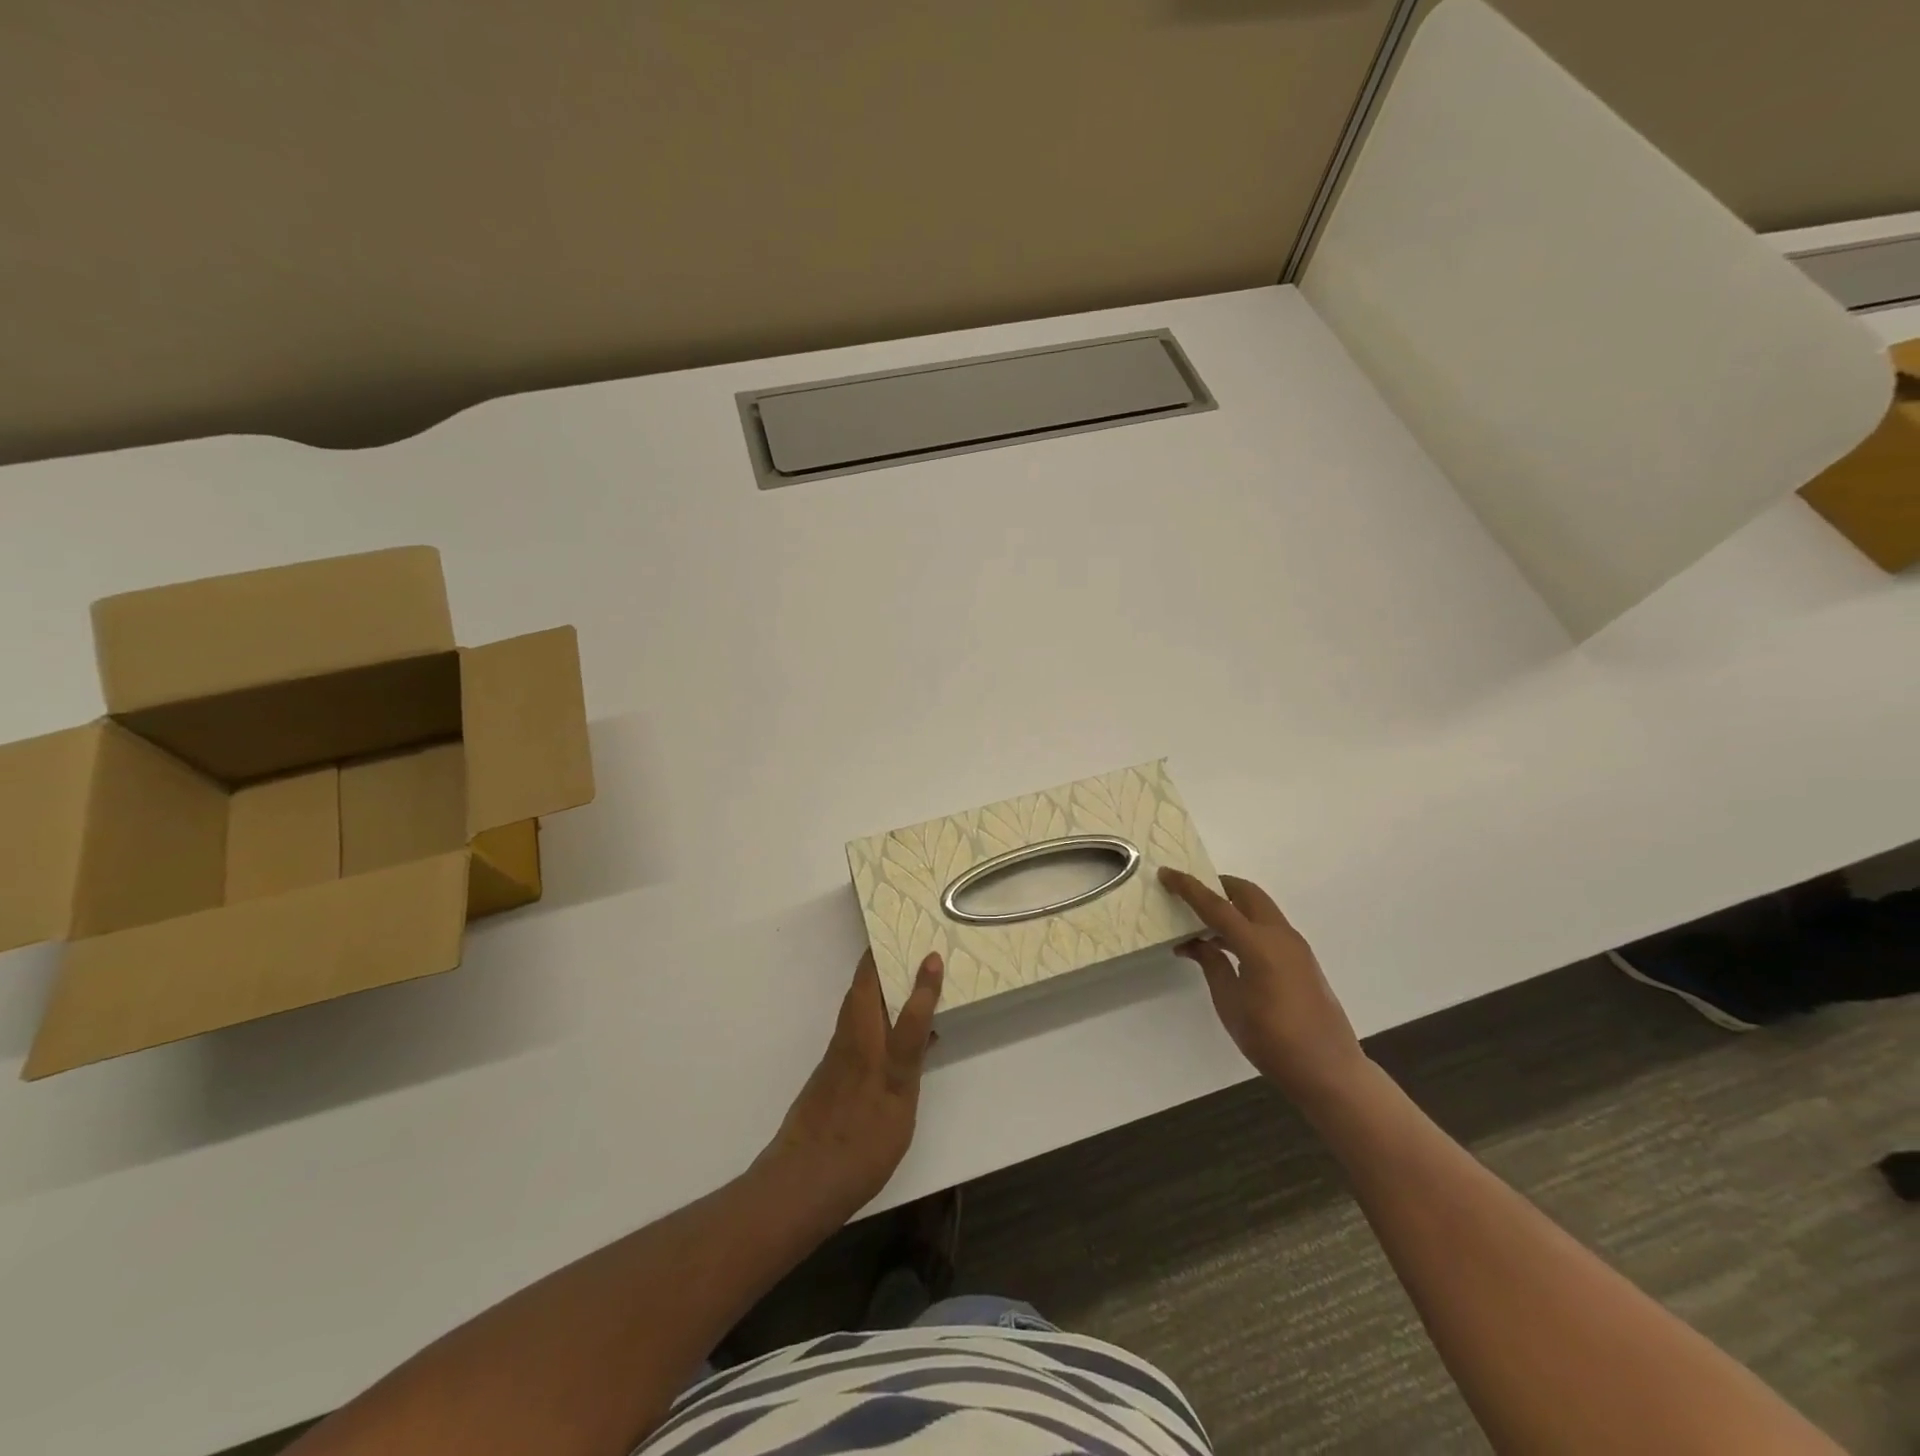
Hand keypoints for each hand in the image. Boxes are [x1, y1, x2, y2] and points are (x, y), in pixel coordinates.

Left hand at [765, 949, 942, 1214]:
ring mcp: (839, 1059)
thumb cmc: (859, 1144)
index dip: (916, 980)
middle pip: (863, 992)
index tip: (928, 952)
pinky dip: (873, 1015)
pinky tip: (890, 1033)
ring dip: (875, 985)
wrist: (803, 1181)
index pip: (896, 1001)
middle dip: (879, 964)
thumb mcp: (898, 1104)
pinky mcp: (832, 1076)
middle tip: (904, 944)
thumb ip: (910, 1061)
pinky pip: (857, 1030)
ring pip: (858, 1008)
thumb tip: (924, 1029)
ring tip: (901, 975)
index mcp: (872, 1048)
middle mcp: (853, 1043)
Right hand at [1160, 868, 1367, 1109]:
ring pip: (1259, 907)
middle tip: (1189, 893)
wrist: (1329, 1070)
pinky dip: (1245, 924)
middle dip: (1217, 886)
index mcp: (1259, 945)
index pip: (1217, 906)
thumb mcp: (1230, 1003)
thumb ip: (1212, 965)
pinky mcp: (1301, 959)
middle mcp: (1280, 936)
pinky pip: (1268, 926)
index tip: (1166, 874)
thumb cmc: (1272, 1040)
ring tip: (1202, 924)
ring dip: (1232, 906)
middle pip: (1246, 893)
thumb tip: (1194, 943)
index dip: (1189, 888)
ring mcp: (1295, 946)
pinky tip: (1226, 947)